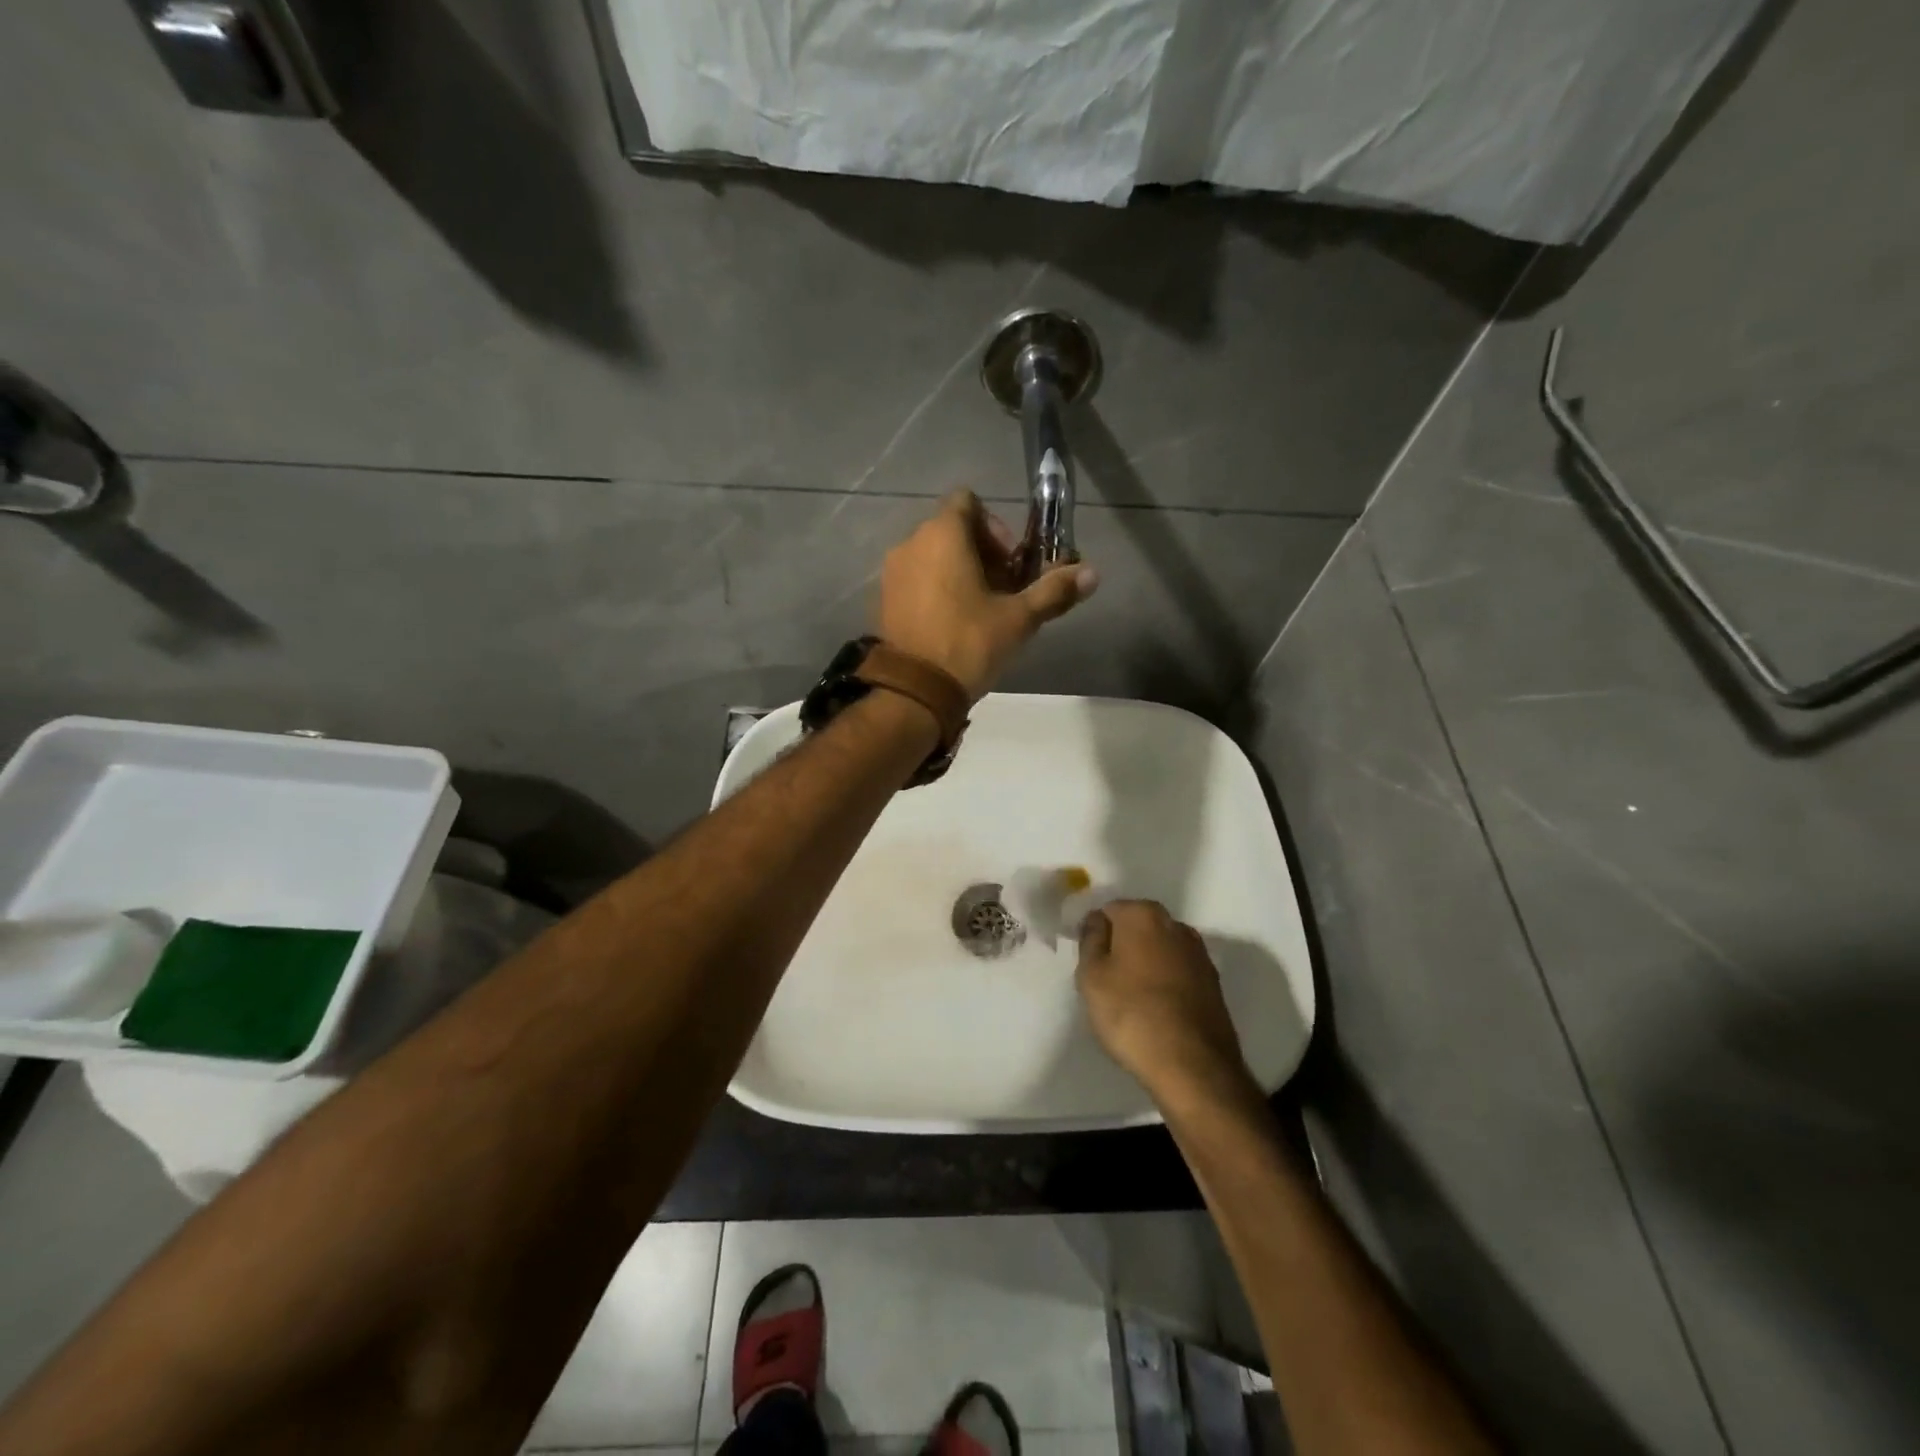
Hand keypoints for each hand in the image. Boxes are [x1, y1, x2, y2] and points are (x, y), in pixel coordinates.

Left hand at [878, 490, 1097, 699]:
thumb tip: (1093, 574)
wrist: (914, 691)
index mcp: (942, 535)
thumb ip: (1054, 591)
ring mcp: (892, 573)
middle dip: (983, 554)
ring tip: (981, 610)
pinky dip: (936, 589)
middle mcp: (911, 544)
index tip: (1012, 562)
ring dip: (960, 573)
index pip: (968, 502)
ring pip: (933, 557)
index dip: (996, 526)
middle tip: (1004, 591)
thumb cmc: (968, 643)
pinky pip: (916, 580)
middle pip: (952, 531)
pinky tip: (953, 624)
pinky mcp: (883, 600)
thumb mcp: (1018, 619)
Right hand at [1076, 901, 1248, 1098]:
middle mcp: (1176, 925)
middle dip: (1121, 946)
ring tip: (1130, 1000)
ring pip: (1159, 950)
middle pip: (1137, 927)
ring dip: (1144, 965)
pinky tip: (1155, 1011)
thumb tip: (1098, 921)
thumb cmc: (1132, 1014)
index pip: (1109, 910)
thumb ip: (1090, 939)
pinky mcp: (1213, 984)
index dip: (1095, 934)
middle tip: (1105, 982)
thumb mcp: (1091, 976)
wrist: (1193, 1065)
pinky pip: (1177, 973)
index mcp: (1143, 914)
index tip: (1088, 963)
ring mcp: (1199, 954)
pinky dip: (1164, 984)